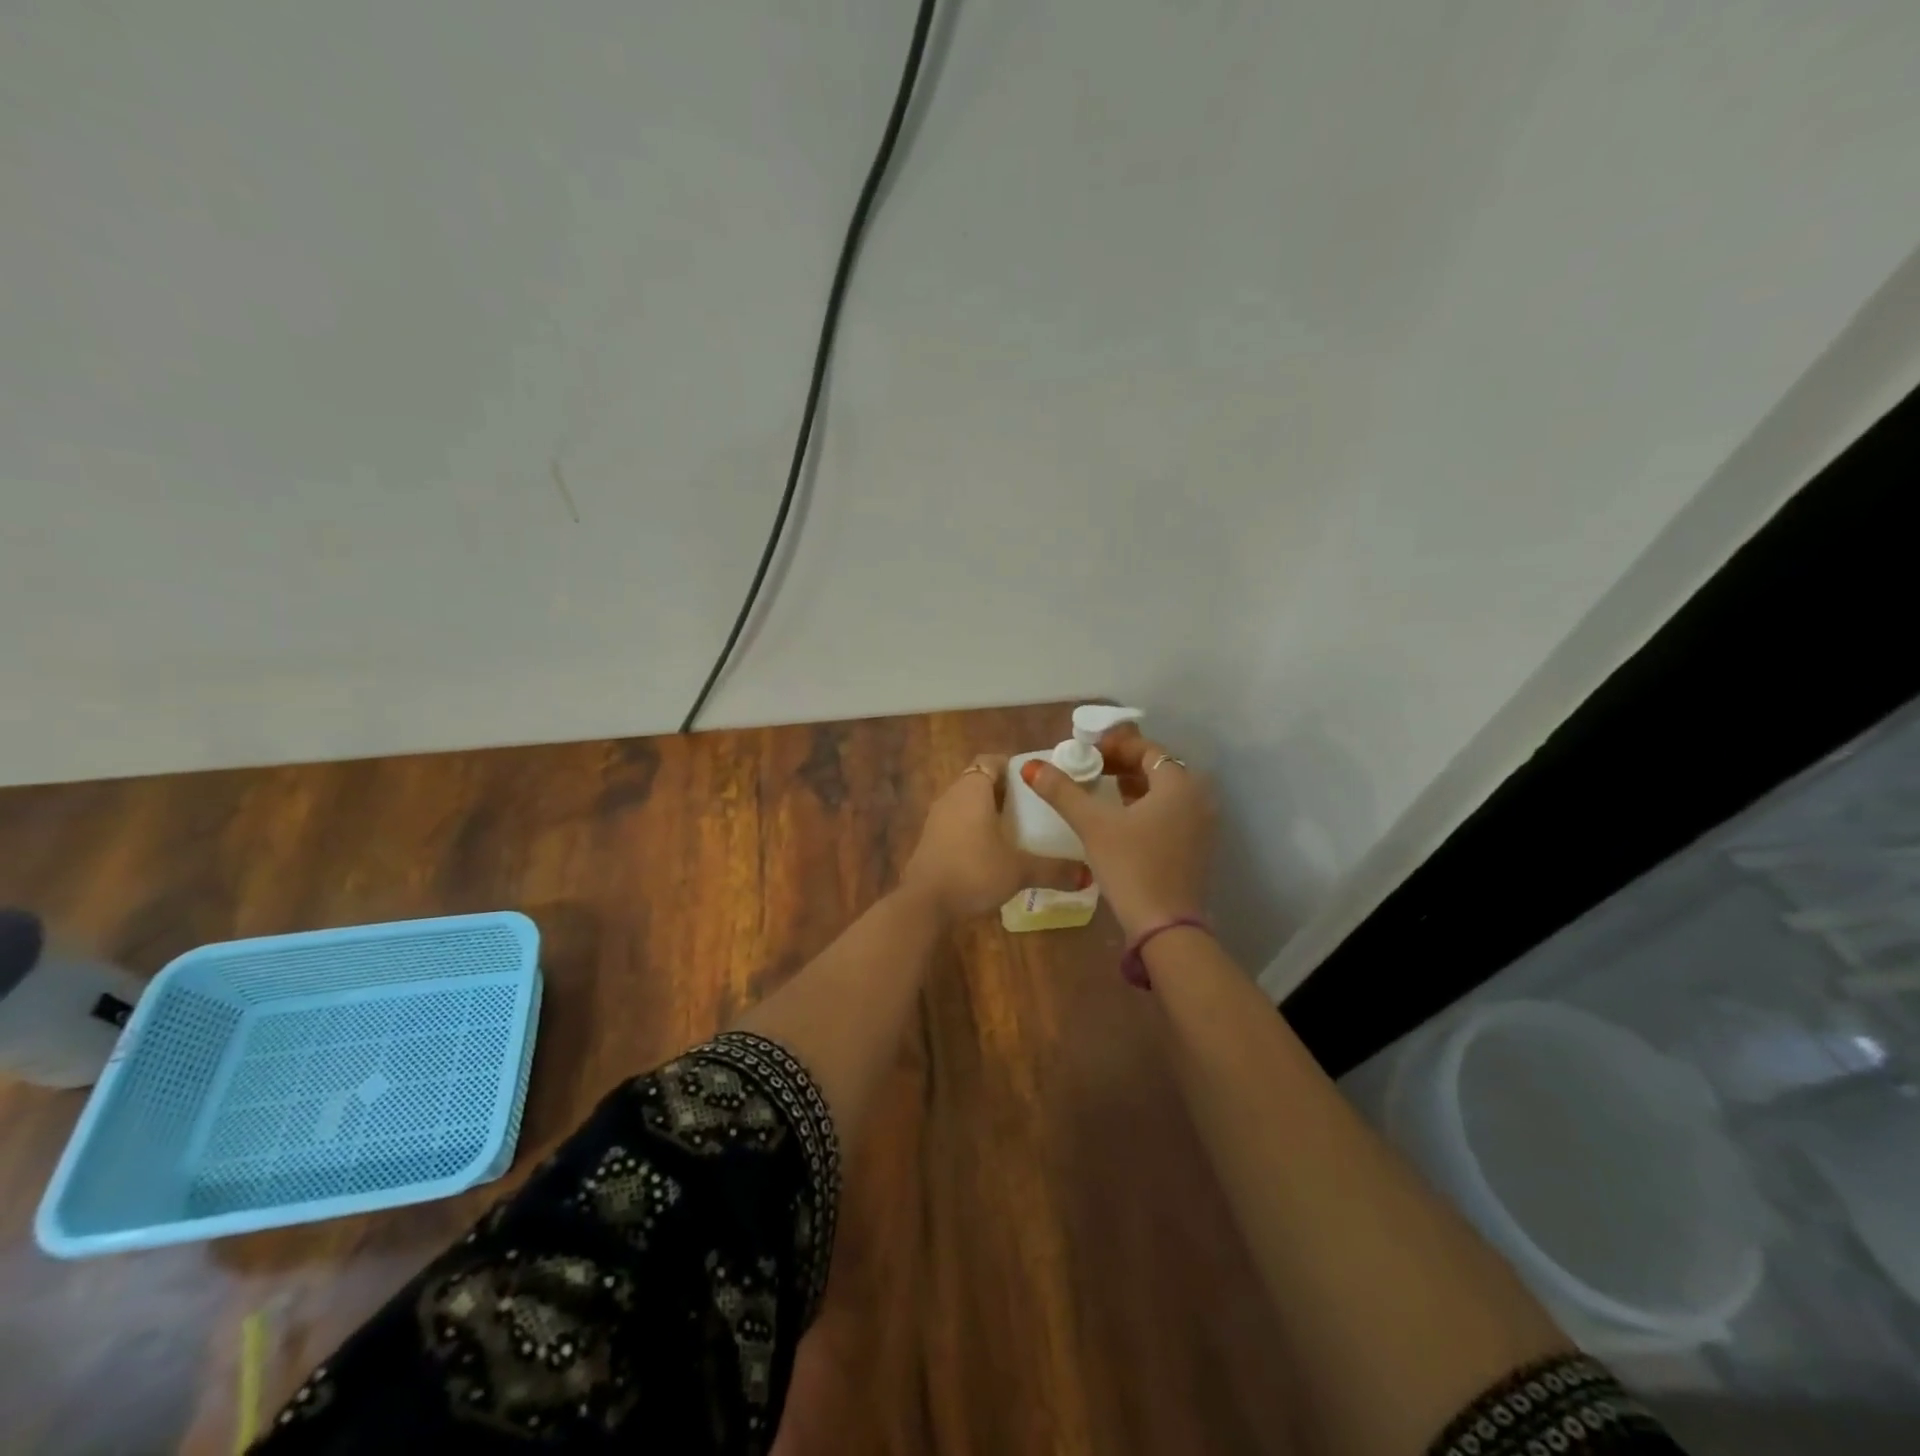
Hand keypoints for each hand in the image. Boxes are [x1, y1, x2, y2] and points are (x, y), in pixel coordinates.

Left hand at [901, 756, 1087, 920]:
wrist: (924, 904)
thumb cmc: (974, 872)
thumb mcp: (1019, 870)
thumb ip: (1054, 869)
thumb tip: (1089, 875)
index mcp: (973, 789)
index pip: (992, 760)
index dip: (1014, 767)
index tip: (1038, 782)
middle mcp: (952, 796)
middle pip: (980, 781)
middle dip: (1006, 791)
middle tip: (1035, 807)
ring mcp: (937, 818)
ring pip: (967, 804)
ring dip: (989, 812)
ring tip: (1019, 830)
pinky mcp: (930, 840)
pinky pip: (957, 824)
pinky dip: (975, 830)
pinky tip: (993, 852)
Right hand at [1017, 728, 1213, 939]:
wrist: (1166, 927)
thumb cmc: (1131, 866)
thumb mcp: (1093, 825)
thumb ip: (1063, 792)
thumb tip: (1032, 766)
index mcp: (1179, 784)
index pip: (1147, 749)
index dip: (1115, 746)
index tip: (1087, 752)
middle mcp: (1198, 798)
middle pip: (1157, 768)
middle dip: (1122, 764)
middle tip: (1090, 768)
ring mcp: (1202, 825)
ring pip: (1164, 792)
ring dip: (1133, 786)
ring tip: (1100, 790)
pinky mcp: (1196, 848)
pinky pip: (1170, 813)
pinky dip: (1146, 807)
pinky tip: (1120, 819)